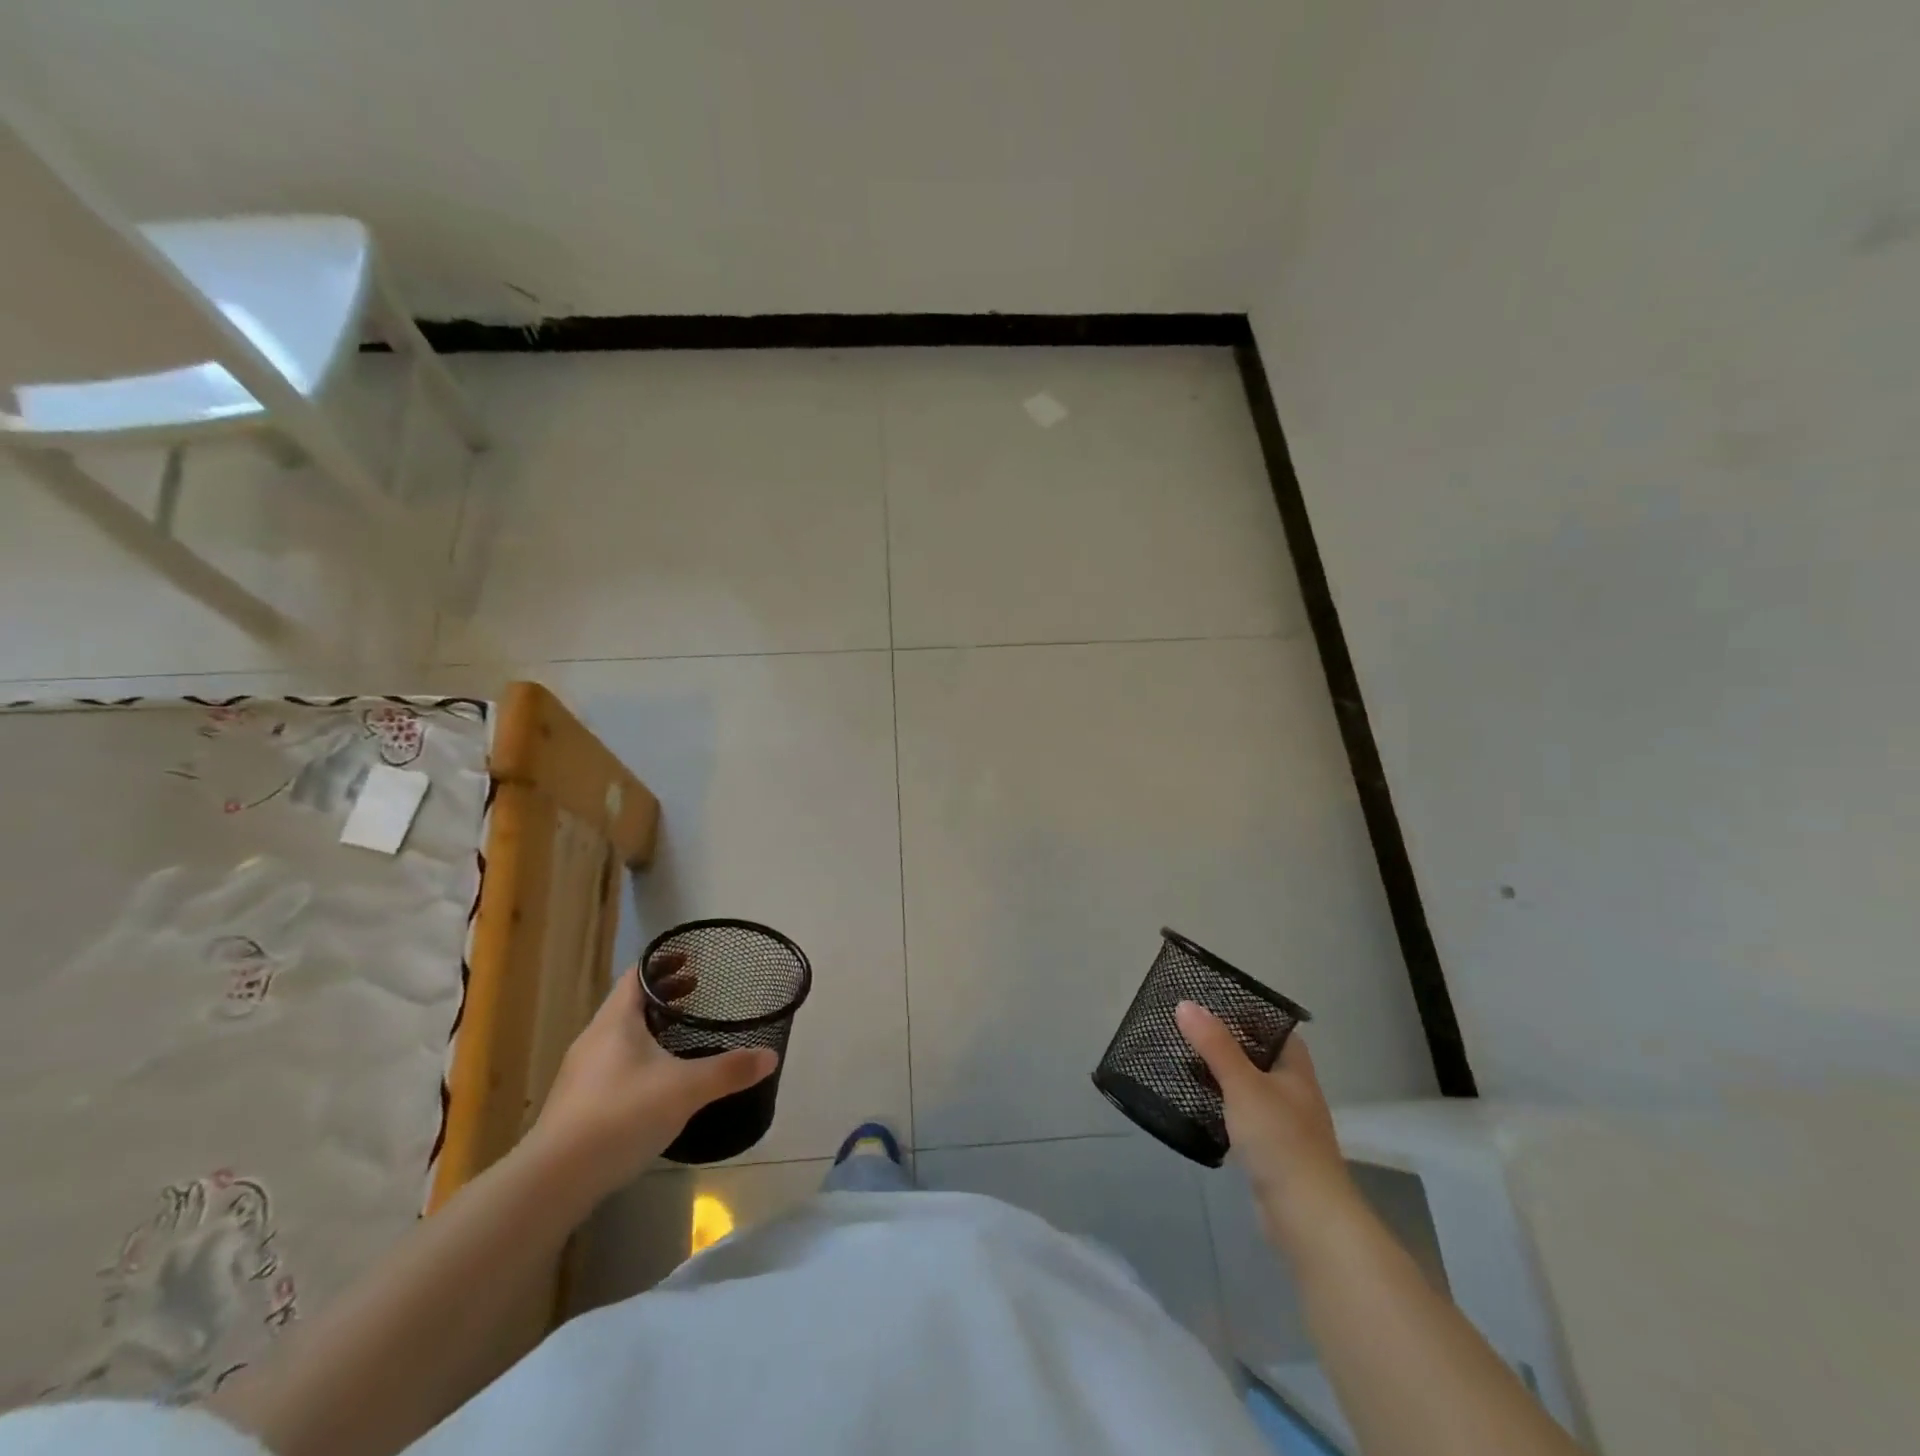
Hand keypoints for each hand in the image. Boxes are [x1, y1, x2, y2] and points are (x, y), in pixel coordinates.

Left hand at [528, 961, 777, 1201]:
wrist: (554, 1180)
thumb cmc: (621, 1115)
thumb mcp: (685, 1089)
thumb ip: (729, 1070)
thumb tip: (770, 1056)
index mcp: (616, 1021)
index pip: (637, 975)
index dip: (663, 963)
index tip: (692, 961)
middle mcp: (595, 1039)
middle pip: (630, 1003)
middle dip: (663, 995)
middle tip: (697, 992)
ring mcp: (581, 1073)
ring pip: (620, 1036)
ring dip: (650, 1027)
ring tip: (681, 1035)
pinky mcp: (577, 1104)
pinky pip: (613, 1064)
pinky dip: (638, 1057)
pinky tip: (657, 1082)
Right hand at [1175, 1002, 1359, 1250]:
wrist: (1307, 1218)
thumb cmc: (1280, 1140)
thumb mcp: (1243, 1085)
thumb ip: (1214, 1045)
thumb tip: (1185, 1004)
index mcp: (1295, 1070)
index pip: (1274, 1029)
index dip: (1247, 1013)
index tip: (1211, 1002)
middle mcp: (1293, 1092)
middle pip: (1258, 1057)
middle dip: (1226, 1044)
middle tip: (1186, 1030)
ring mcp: (1284, 1125)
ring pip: (1248, 1088)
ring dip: (1221, 1077)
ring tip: (1183, 1062)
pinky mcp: (1270, 1153)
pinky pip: (1241, 1117)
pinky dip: (1221, 1108)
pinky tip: (1196, 1106)